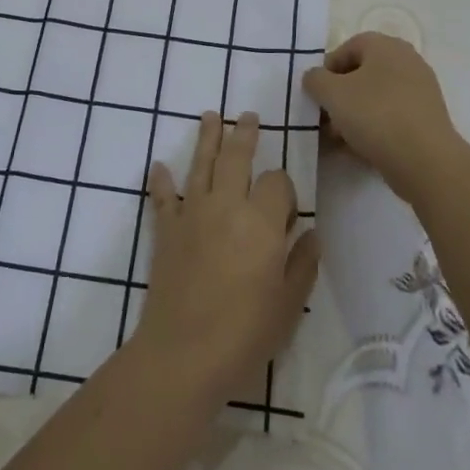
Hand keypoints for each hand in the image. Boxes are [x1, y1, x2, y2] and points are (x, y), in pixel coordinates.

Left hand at [134, 112, 320, 405]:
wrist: (183, 353)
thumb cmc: (245, 332)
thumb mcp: (289, 303)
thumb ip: (303, 263)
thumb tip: (311, 234)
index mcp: (261, 221)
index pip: (276, 181)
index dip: (284, 190)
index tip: (286, 214)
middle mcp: (226, 205)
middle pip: (236, 157)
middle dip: (245, 135)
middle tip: (248, 117)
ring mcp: (191, 214)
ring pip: (200, 165)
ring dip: (207, 138)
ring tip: (211, 116)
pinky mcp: (166, 231)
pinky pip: (162, 198)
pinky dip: (160, 181)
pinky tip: (158, 165)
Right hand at [301, 32, 462, 202]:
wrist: (424, 160)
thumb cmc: (375, 115)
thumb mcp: (332, 93)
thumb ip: (315, 79)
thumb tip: (315, 77)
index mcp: (387, 46)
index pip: (349, 46)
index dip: (328, 68)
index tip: (317, 93)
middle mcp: (407, 61)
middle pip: (362, 73)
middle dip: (339, 95)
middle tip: (325, 117)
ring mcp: (420, 91)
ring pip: (376, 97)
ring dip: (353, 114)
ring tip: (338, 138)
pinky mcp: (426, 118)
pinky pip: (391, 116)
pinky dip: (373, 127)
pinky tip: (358, 148)